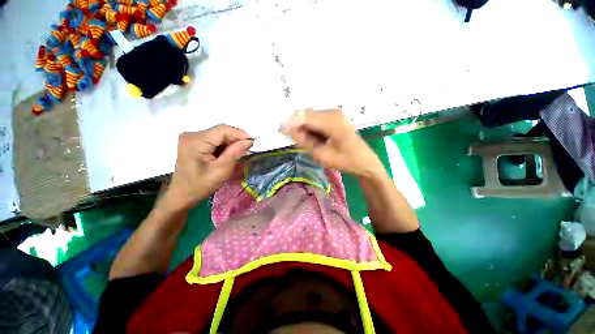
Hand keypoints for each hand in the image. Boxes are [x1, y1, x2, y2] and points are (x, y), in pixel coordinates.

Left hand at [162, 124, 252, 210]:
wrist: (182, 195)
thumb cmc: (200, 186)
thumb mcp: (221, 171)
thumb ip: (234, 154)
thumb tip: (248, 141)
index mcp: (196, 141)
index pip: (223, 130)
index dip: (240, 134)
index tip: (252, 143)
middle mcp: (192, 135)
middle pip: (221, 131)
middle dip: (236, 139)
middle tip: (247, 150)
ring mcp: (192, 138)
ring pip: (219, 135)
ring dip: (231, 142)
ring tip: (238, 153)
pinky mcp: (194, 142)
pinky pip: (214, 139)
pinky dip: (224, 145)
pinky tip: (228, 154)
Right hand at [280, 109, 384, 177]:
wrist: (364, 162)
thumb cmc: (345, 161)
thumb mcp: (322, 155)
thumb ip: (304, 141)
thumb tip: (289, 130)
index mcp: (332, 122)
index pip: (304, 117)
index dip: (290, 123)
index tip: (281, 132)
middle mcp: (333, 112)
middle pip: (306, 115)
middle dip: (298, 127)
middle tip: (299, 143)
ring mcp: (335, 113)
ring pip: (310, 117)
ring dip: (305, 129)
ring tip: (310, 144)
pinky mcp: (335, 117)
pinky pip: (317, 119)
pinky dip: (312, 129)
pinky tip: (316, 140)